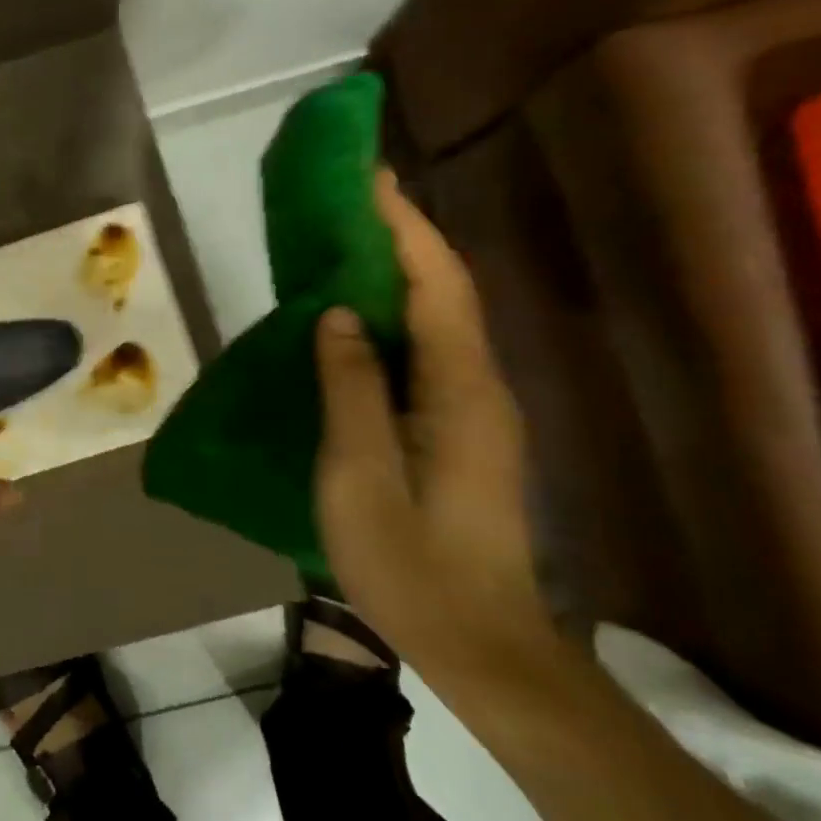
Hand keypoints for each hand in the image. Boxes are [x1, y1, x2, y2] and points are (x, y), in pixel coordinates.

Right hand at [311, 172, 557, 677]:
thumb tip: (340, 312)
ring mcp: (475, 410)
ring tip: (344, 242)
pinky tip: (356, 320)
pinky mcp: (461, 430)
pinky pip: (427, 352)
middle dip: (402, 236)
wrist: (479, 644)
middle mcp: (479, 387)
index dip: (404, 226)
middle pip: (446, 291)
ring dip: (398, 273)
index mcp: (459, 391)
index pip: (437, 285)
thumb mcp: (360, 476)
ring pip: (439, 320)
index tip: (368, 176)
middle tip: (349, 198)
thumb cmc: (411, 565)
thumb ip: (350, 388)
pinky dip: (395, 317)